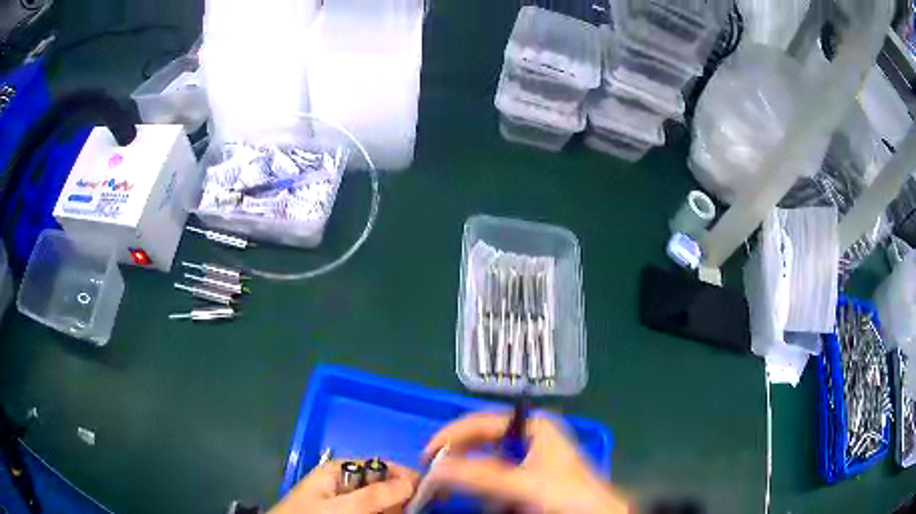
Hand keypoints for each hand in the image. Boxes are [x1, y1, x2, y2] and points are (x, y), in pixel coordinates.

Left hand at [269, 460, 417, 513]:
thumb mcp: (343, 506)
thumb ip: (376, 495)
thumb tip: (411, 482)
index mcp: (339, 471)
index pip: (379, 466)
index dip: (404, 474)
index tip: (429, 488)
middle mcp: (344, 484)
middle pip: (382, 485)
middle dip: (403, 494)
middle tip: (422, 506)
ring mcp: (346, 502)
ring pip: (380, 501)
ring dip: (397, 507)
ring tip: (412, 510)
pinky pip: (372, 511)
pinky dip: (386, 513)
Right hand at [422, 412, 629, 513]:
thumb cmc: (566, 493)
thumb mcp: (523, 483)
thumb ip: (481, 475)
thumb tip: (438, 468)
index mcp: (533, 425)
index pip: (482, 422)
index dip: (452, 435)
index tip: (429, 454)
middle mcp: (530, 435)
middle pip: (482, 438)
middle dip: (457, 452)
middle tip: (433, 467)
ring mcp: (529, 455)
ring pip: (486, 456)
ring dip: (466, 468)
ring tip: (446, 479)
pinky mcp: (528, 475)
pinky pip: (495, 473)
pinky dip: (480, 481)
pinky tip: (474, 489)